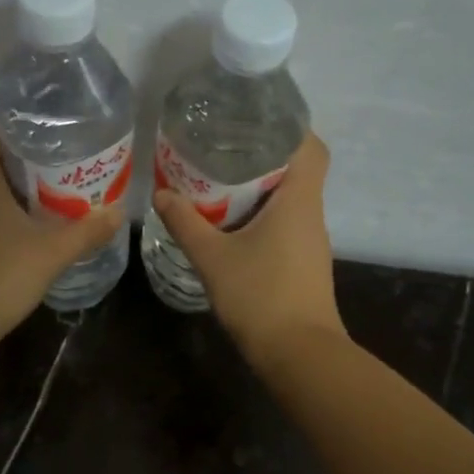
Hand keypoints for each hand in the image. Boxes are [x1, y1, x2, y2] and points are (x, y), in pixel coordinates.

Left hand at [0, 129, 125, 343]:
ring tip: (62, 202)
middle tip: (67, 168)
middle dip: (28, 166)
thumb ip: (86, 232)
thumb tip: (118, 213)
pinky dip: (16, 228)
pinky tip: (42, 241)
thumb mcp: (52, 252)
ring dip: (23, 199)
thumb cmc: (0, 275)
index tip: (42, 133)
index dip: (8, 131)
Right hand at [151, 132, 345, 361]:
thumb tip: (162, 193)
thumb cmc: (260, 296)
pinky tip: (232, 222)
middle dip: (263, 154)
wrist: (299, 354)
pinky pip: (285, 223)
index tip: (254, 119)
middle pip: (297, 169)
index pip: (310, 146)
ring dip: (261, 186)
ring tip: (220, 178)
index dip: (289, 127)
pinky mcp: (304, 262)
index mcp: (298, 200)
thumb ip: (185, 223)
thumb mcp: (213, 257)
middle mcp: (311, 214)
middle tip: (222, 146)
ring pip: (290, 198)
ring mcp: (311, 241)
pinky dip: (262, 213)